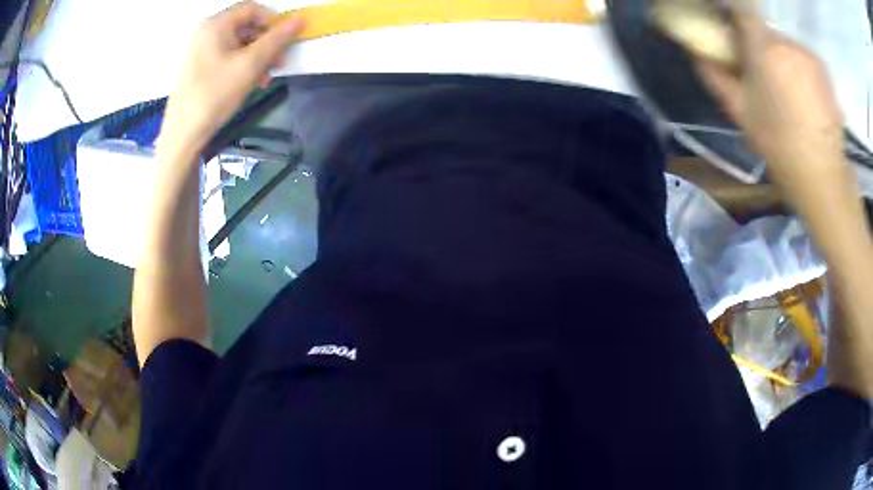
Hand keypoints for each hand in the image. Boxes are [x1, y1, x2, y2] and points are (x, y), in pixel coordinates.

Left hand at [159, 2, 303, 154]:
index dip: (273, 20)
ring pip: (238, 43)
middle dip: (266, 42)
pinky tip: (251, 82)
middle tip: (279, 62)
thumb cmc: (215, 94)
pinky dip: (243, 65)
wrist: (183, 133)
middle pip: (246, 26)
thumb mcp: (250, 65)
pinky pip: (228, 56)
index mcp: (216, 24)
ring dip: (257, 57)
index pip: (253, 8)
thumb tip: (300, 20)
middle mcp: (207, 32)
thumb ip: (277, 39)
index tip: (285, 39)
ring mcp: (201, 50)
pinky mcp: (200, 66)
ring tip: (266, 77)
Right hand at [691, 0, 844, 198]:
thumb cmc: (780, 146)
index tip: (725, 23)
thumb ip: (715, 75)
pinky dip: (798, 67)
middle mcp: (787, 42)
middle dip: (758, 44)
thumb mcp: (741, 112)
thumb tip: (696, 51)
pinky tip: (802, 96)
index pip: (740, 8)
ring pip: (784, 44)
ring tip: (785, 91)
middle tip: (759, 72)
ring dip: (779, 58)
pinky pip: (802, 56)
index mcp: (764, 48)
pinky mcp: (823, 68)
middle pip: (764, 30)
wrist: (824, 177)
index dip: (729, 10)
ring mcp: (807, 54)